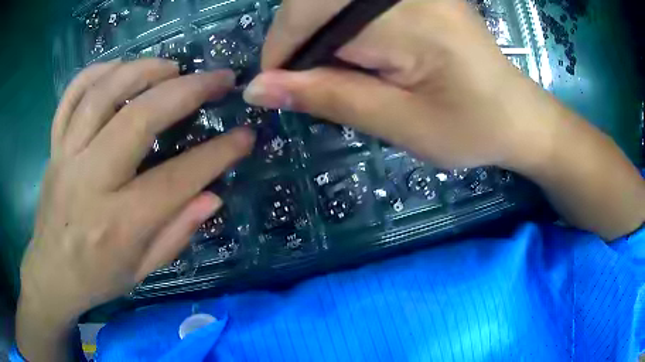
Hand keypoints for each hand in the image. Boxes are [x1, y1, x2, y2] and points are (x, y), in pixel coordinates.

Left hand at [17, 59, 254, 360]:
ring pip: (102, 94)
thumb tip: (213, 195)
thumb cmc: (97, 278)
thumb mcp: (141, 271)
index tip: (245, 135)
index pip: (175, 180)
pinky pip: (71, 96)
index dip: (217, 154)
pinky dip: (97, 72)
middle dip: (186, 91)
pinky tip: (120, 68)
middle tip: (218, 80)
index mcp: (117, 224)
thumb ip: (176, 234)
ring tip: (172, 68)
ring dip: (143, 70)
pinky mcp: (54, 146)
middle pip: (138, 119)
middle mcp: (89, 182)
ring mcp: (66, 157)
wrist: (51, 274)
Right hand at [245, 0, 644, 238]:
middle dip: (298, 40)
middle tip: (307, 83)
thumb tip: (259, 89)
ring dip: (319, 34)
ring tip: (336, 72)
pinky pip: (355, 2)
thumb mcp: (399, 123)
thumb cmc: (471, 128)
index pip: (310, 12)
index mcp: (408, 16)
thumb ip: (328, 97)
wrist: (516, 115)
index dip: (281, 48)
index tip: (276, 87)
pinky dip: (342, 27)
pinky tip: (357, 53)